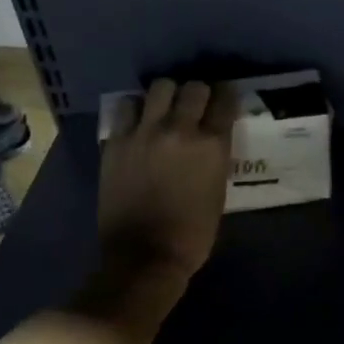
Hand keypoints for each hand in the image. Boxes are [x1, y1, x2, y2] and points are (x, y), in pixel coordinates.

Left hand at [98, 79, 237, 289]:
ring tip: (163, 109)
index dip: (227, 96)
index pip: (225, 100)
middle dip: (198, 94)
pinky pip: (126, 107)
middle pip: (193, 88)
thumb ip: (214, 159)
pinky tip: (138, 122)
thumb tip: (209, 141)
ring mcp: (144, 132)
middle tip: (195, 105)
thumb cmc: (191, 235)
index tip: (224, 99)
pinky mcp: (116, 141)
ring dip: (166, 96)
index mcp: (211, 145)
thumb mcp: (218, 193)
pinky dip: (135, 110)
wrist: (144, 256)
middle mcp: (179, 129)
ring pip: (159, 88)